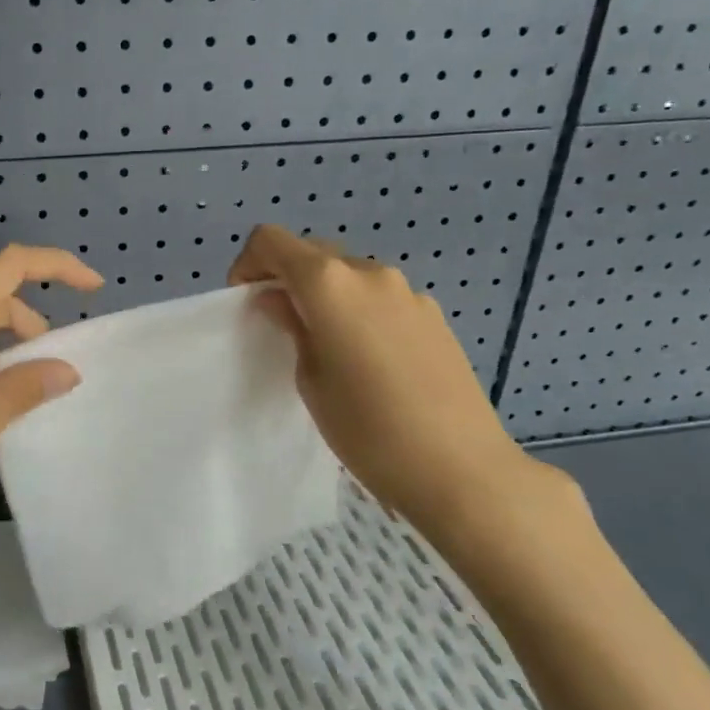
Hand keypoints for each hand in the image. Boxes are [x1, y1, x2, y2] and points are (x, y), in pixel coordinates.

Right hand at [228, 225, 589, 579]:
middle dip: (288, 278)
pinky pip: (382, 298)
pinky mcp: (434, 315)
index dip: (249, 263)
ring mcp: (408, 292)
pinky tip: (372, 362)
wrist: (461, 469)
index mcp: (330, 285)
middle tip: (283, 325)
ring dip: (327, 296)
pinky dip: (361, 312)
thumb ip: (292, 328)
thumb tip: (279, 300)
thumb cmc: (368, 431)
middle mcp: (370, 273)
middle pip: (314, 254)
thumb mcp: (311, 381)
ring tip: (330, 348)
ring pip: (350, 276)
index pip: (272, 240)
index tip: (248, 302)